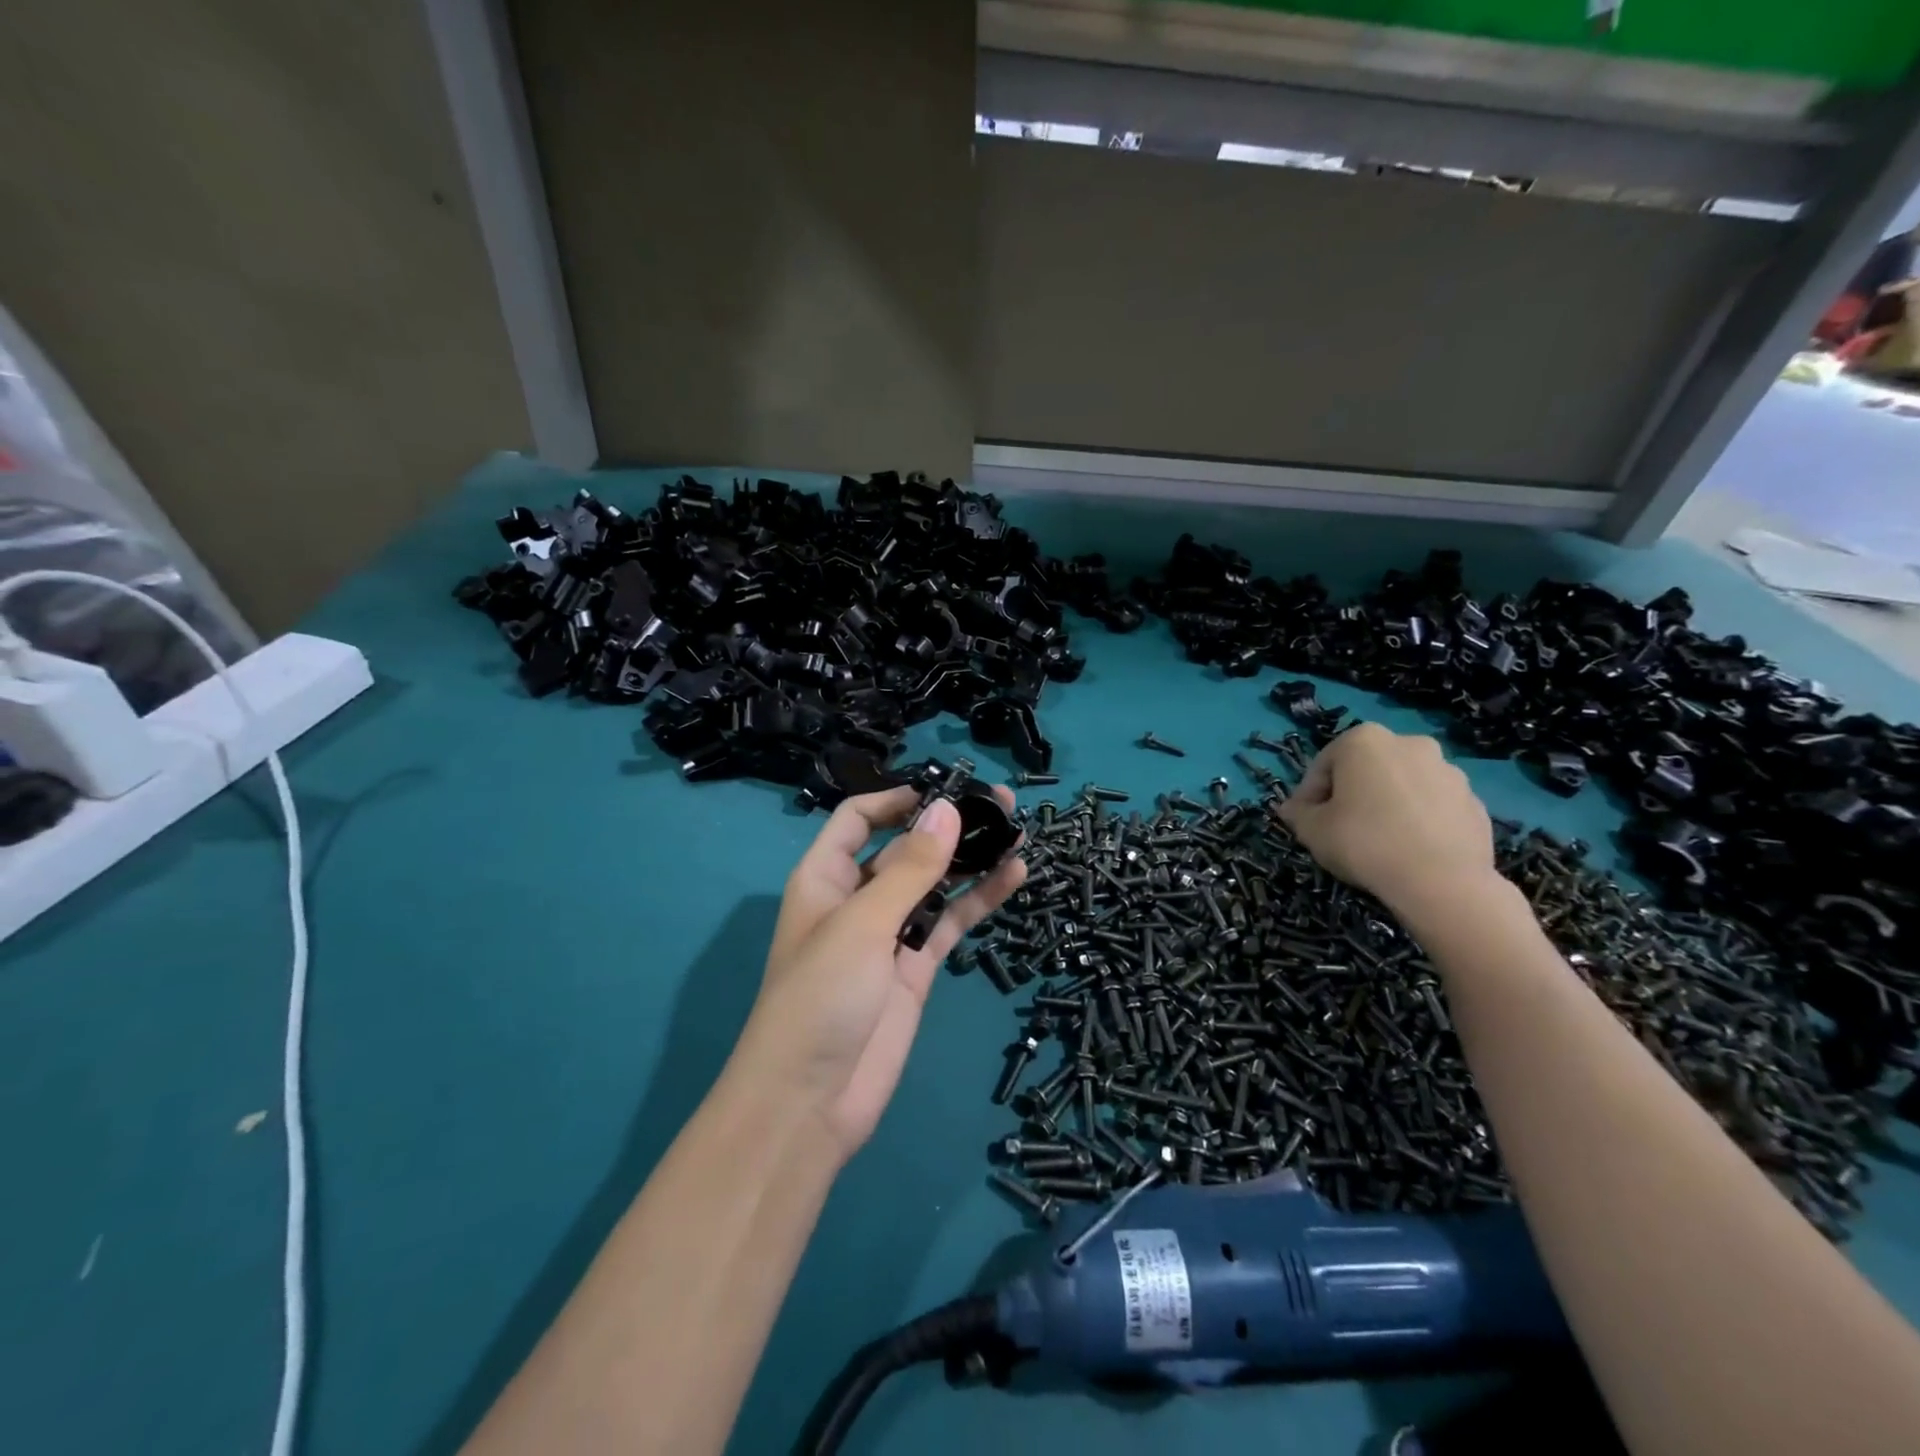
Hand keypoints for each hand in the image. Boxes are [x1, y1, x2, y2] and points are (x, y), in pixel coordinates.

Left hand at [735, 786, 1025, 1159]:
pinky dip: (979, 899)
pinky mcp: (915, 967)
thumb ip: (910, 868)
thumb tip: (948, 808)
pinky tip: (1014, 876)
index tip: (947, 788)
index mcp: (825, 877)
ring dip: (971, 858)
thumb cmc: (820, 998)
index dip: (897, 799)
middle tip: (1001, 804)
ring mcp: (889, 933)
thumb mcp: (862, 924)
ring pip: (934, 883)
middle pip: (904, 847)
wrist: (810, 1103)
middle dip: (947, 824)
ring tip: (1018, 832)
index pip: (858, 819)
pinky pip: (949, 921)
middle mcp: (856, 898)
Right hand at [1276, 723, 1496, 917]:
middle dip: (1352, 794)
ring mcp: (1449, 771)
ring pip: (1403, 786)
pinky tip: (1410, 849)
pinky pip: (1433, 807)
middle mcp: (1409, 743)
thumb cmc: (1364, 843)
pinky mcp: (1475, 802)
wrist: (1442, 882)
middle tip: (1341, 828)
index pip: (1323, 766)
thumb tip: (1291, 809)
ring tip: (1379, 841)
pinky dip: (1419, 820)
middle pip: (1366, 770)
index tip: (1306, 822)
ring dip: (1387, 805)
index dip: (1309, 796)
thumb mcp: (1312, 830)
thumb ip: (1297, 814)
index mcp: (1364, 740)